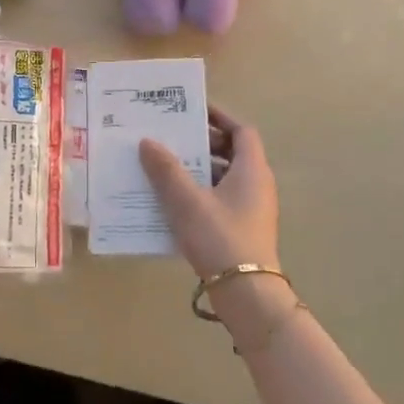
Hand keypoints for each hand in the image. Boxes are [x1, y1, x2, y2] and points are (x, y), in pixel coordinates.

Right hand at [139, 107, 279, 278]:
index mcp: (251, 170)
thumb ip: (166, 170)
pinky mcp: (241, 229)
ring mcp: (250, 209)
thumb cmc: (220, 238)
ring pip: (221, 178)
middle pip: (230, 153)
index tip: (192, 109)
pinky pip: (218, 200)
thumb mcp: (187, 201)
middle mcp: (256, 185)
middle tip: (169, 136)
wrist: (246, 294)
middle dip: (201, 143)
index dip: (219, 117)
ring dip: (195, 169)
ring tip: (162, 166)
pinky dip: (197, 193)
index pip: (241, 131)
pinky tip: (170, 200)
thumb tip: (147, 141)